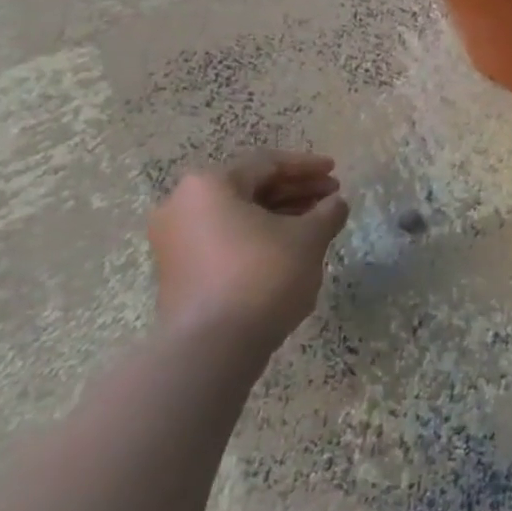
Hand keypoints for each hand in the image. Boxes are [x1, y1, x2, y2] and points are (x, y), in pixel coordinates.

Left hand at [147, 151, 349, 362]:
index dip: (307, 166)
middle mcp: (183, 205)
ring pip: (238, 213)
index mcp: (210, 185)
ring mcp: (175, 240)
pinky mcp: (179, 270)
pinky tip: (290, 245)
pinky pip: (225, 237)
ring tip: (317, 221)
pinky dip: (259, 234)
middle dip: (295, 190)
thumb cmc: (263, 275)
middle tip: (331, 196)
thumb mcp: (309, 238)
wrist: (211, 346)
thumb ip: (328, 212)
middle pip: (250, 186)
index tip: (335, 171)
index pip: (267, 164)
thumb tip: (336, 203)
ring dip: (280, 213)